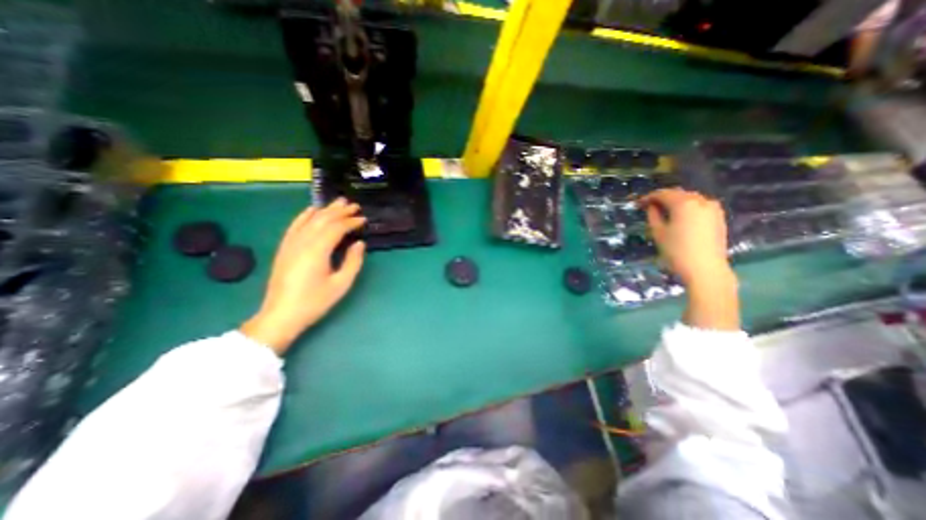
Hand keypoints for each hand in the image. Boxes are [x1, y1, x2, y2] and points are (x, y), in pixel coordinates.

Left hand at [242, 197, 364, 352]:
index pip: (336, 228)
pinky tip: (312, 210)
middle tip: (354, 205)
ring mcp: (291, 244)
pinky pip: (295, 226)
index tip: (363, 219)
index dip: (351, 221)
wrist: (281, 315)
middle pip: (323, 219)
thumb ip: (353, 262)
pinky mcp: (284, 248)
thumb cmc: (315, 302)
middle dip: (340, 211)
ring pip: (309, 220)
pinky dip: (304, 215)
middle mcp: (303, 242)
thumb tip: (359, 244)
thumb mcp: (341, 284)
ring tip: (338, 202)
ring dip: (325, 210)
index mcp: (317, 251)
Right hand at [642, 188, 742, 330]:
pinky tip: (679, 217)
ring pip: (690, 199)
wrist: (705, 269)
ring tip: (663, 212)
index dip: (649, 197)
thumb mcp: (658, 233)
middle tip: (649, 207)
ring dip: (676, 202)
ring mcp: (713, 208)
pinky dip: (687, 208)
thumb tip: (651, 207)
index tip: (639, 203)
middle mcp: (701, 201)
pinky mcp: (719, 217)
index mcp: (684, 203)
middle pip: (678, 193)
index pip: (663, 194)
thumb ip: (653, 216)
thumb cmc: (677, 251)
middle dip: (663, 198)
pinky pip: (700, 206)